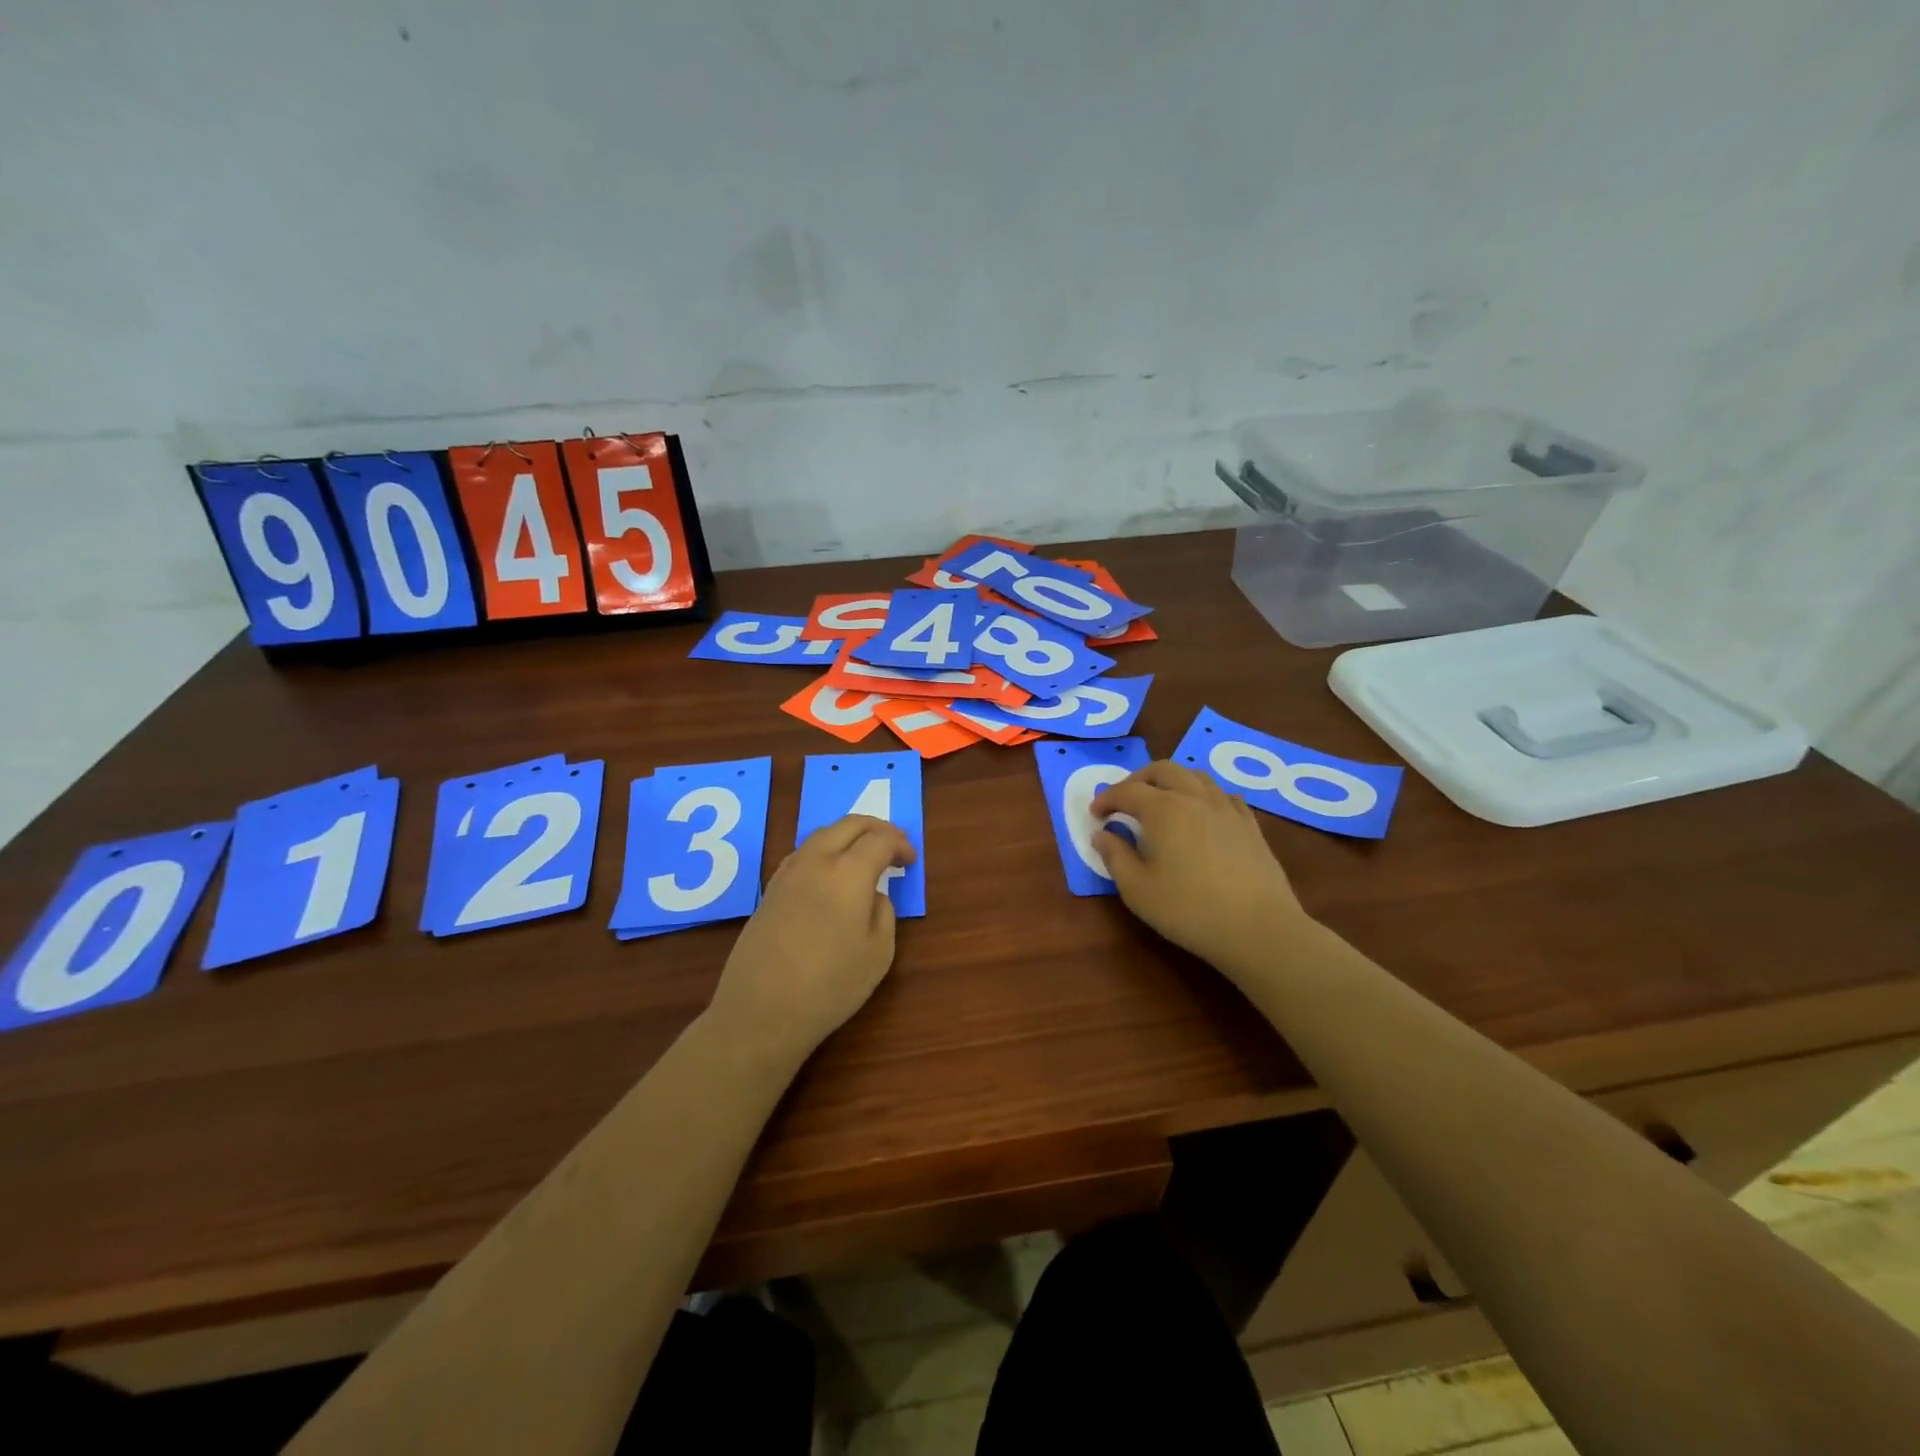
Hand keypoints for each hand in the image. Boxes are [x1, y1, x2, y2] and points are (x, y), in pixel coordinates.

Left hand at [707, 814, 915, 1069]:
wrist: (761, 1012)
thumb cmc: (829, 986)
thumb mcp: (878, 954)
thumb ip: (883, 913)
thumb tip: (872, 896)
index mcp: (848, 873)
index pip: (879, 840)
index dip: (900, 845)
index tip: (911, 859)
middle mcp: (816, 862)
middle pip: (848, 825)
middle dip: (876, 828)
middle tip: (894, 843)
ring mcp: (788, 874)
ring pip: (822, 835)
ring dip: (848, 835)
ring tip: (864, 852)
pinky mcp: (770, 891)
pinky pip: (803, 853)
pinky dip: (824, 850)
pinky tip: (830, 872)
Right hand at [1091, 761, 1313, 974]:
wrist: (1258, 928)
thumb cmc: (1189, 909)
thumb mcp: (1138, 889)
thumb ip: (1115, 857)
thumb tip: (1101, 835)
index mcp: (1163, 809)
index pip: (1127, 791)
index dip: (1106, 799)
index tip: (1095, 813)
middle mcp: (1194, 797)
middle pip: (1162, 770)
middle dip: (1138, 779)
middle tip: (1124, 799)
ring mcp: (1226, 808)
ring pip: (1195, 776)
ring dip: (1171, 781)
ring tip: (1160, 800)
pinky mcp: (1249, 824)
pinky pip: (1222, 794)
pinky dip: (1203, 795)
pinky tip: (1202, 812)